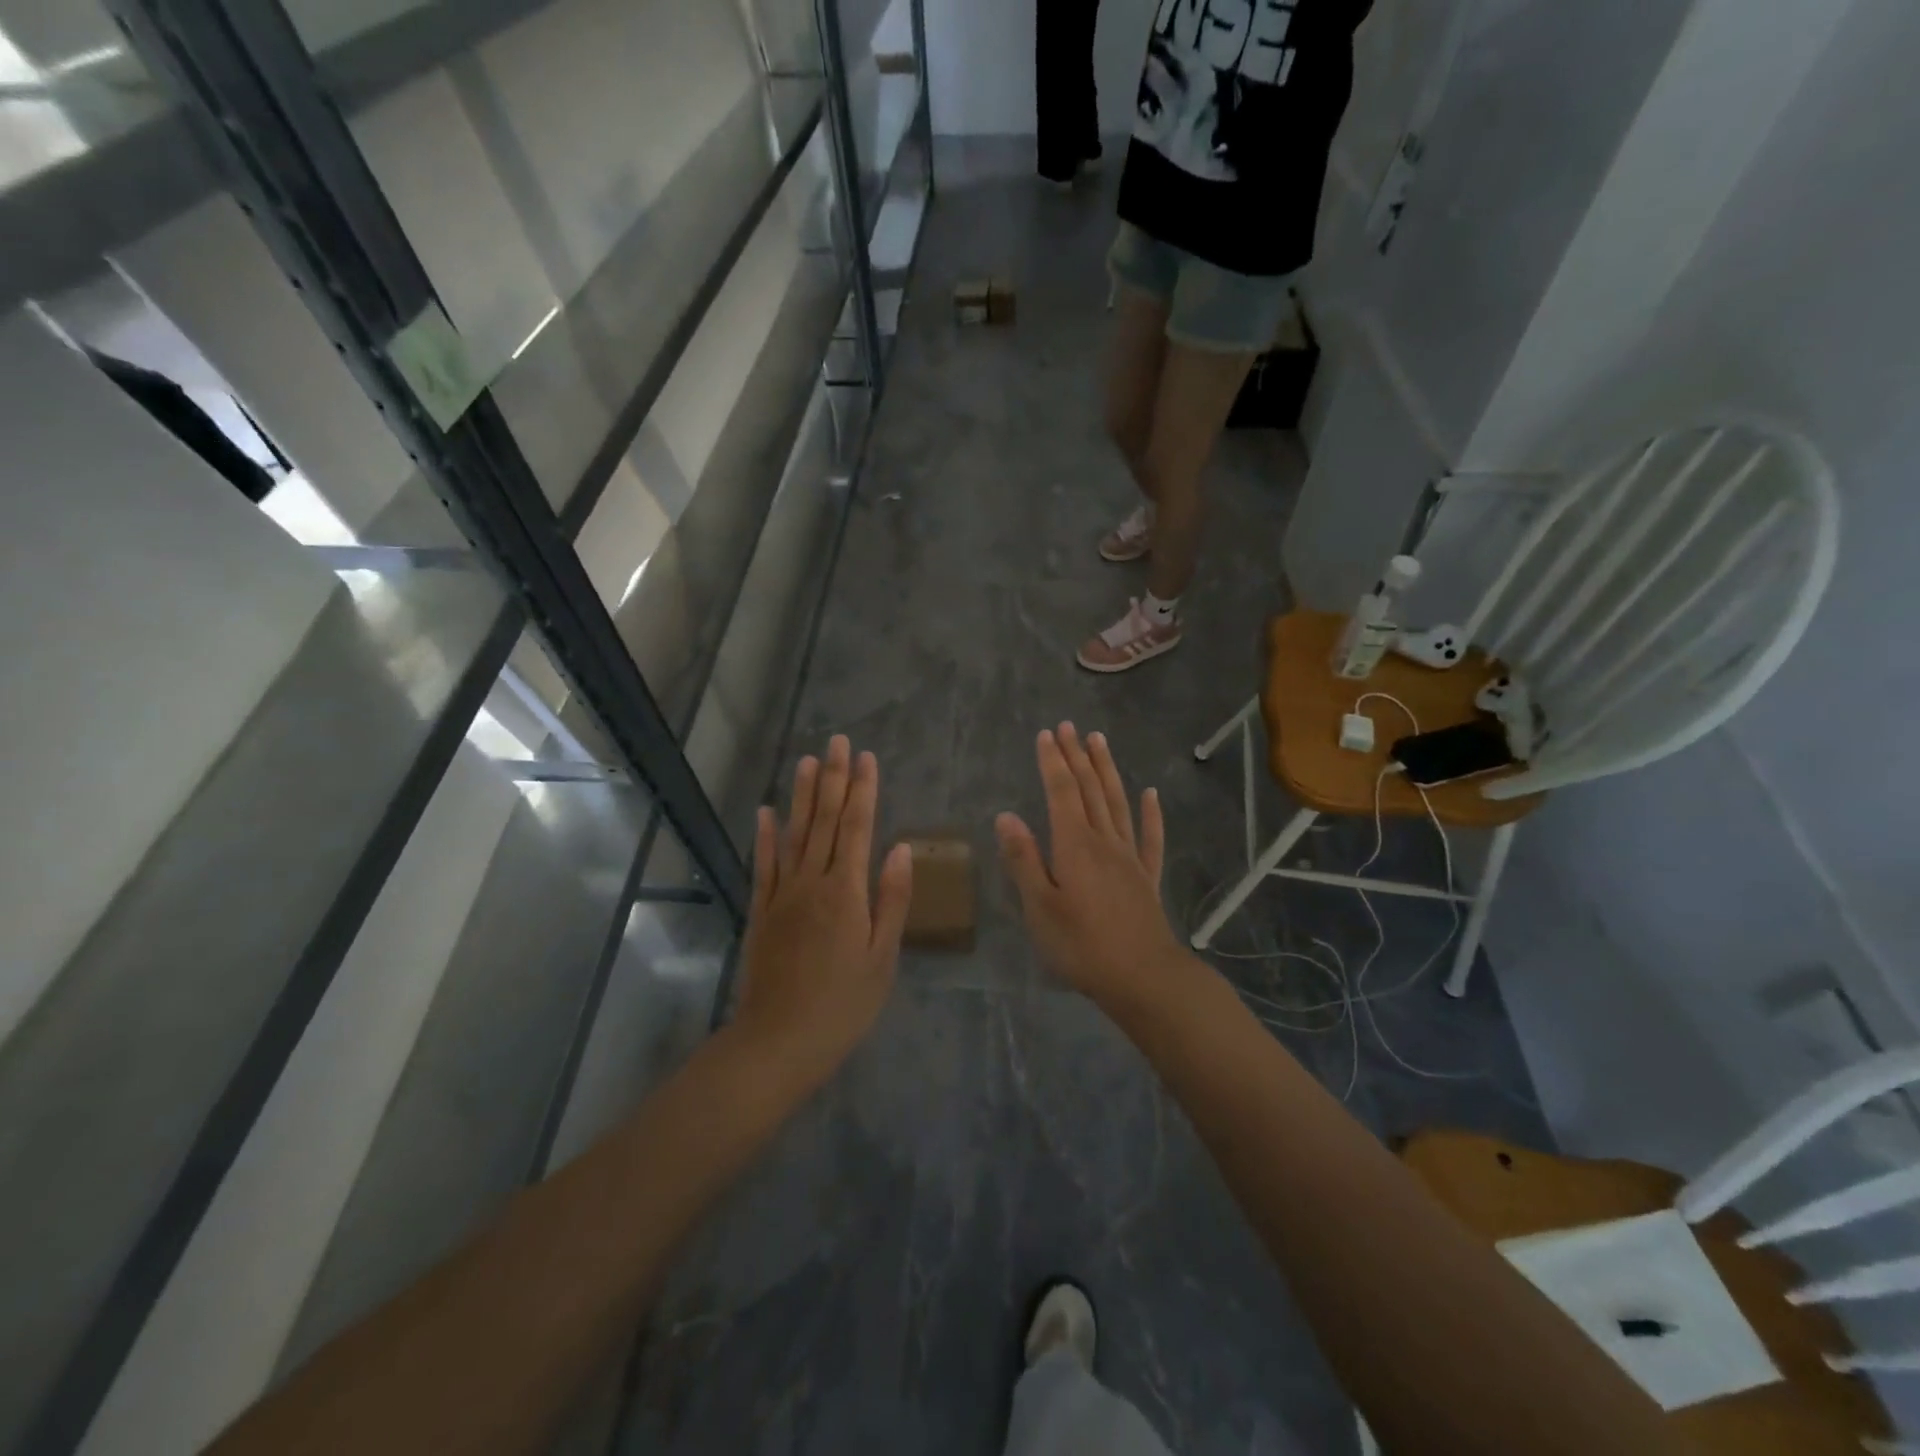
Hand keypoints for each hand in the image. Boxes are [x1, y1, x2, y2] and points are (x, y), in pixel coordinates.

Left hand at [733, 736, 911, 1091]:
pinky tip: (766, 812)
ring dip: (801, 795)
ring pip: (793, 834)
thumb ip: (892, 900)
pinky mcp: (761, 911)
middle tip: (837, 741)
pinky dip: (765, 836)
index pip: (856, 827)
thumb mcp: (882, 957)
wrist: (778, 1042)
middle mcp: (812, 882)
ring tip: (807, 760)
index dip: (862, 790)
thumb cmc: (843, 1005)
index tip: (866, 757)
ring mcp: (782, 895)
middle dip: (833, 778)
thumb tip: (901, 849)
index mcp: (846, 892)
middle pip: (823, 821)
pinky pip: (763, 866)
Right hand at [995, 723, 1184, 1008]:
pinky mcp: (1147, 878)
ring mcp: (1130, 858)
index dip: (1053, 762)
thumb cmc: (1082, 946)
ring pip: (1117, 803)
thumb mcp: (1040, 907)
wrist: (1143, 978)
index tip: (1046, 734)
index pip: (1062, 793)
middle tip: (1069, 726)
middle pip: (1090, 790)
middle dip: (1077, 756)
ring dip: (1107, 770)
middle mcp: (1104, 842)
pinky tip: (1151, 794)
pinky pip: (1150, 837)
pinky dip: (1151, 813)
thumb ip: (1023, 860)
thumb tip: (1006, 816)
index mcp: (1075, 846)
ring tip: (1099, 741)